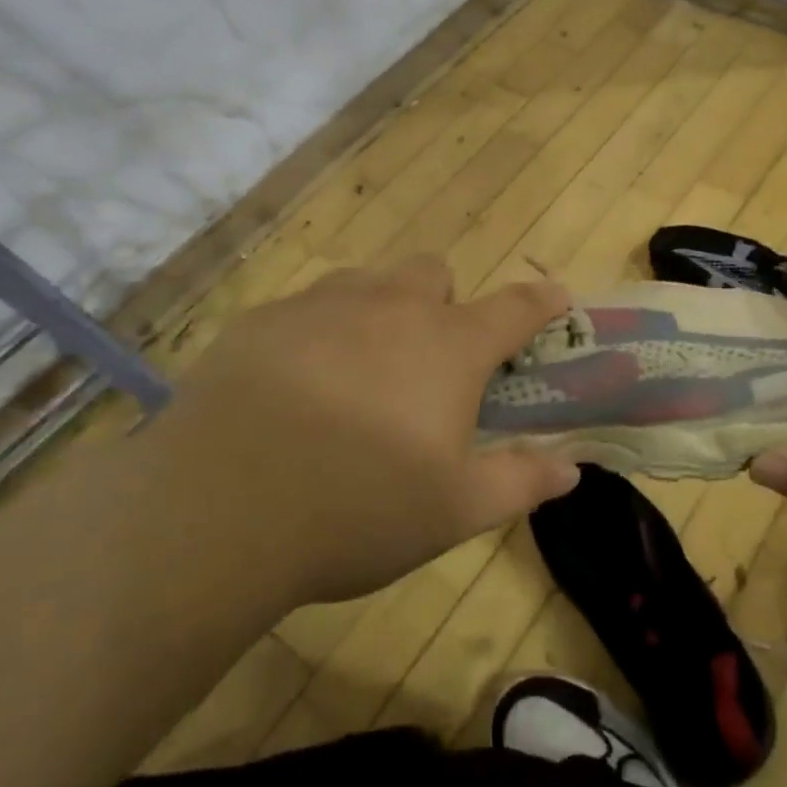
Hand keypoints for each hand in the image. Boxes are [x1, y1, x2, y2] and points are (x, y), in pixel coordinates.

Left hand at [129, 256, 579, 605]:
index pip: (515, 308)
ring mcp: (322, 306)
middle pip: (434, 273)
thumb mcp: (454, 511)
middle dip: (443, 303)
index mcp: (450, 347)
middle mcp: (392, 308)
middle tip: (429, 363)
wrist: (215, 513)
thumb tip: (572, 470)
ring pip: (368, 281)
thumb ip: (521, 482)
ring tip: (362, 370)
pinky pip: (306, 306)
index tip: (556, 298)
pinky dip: (319, 332)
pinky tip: (295, 386)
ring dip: (382, 309)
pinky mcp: (261, 321)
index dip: (542, 301)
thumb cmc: (357, 509)